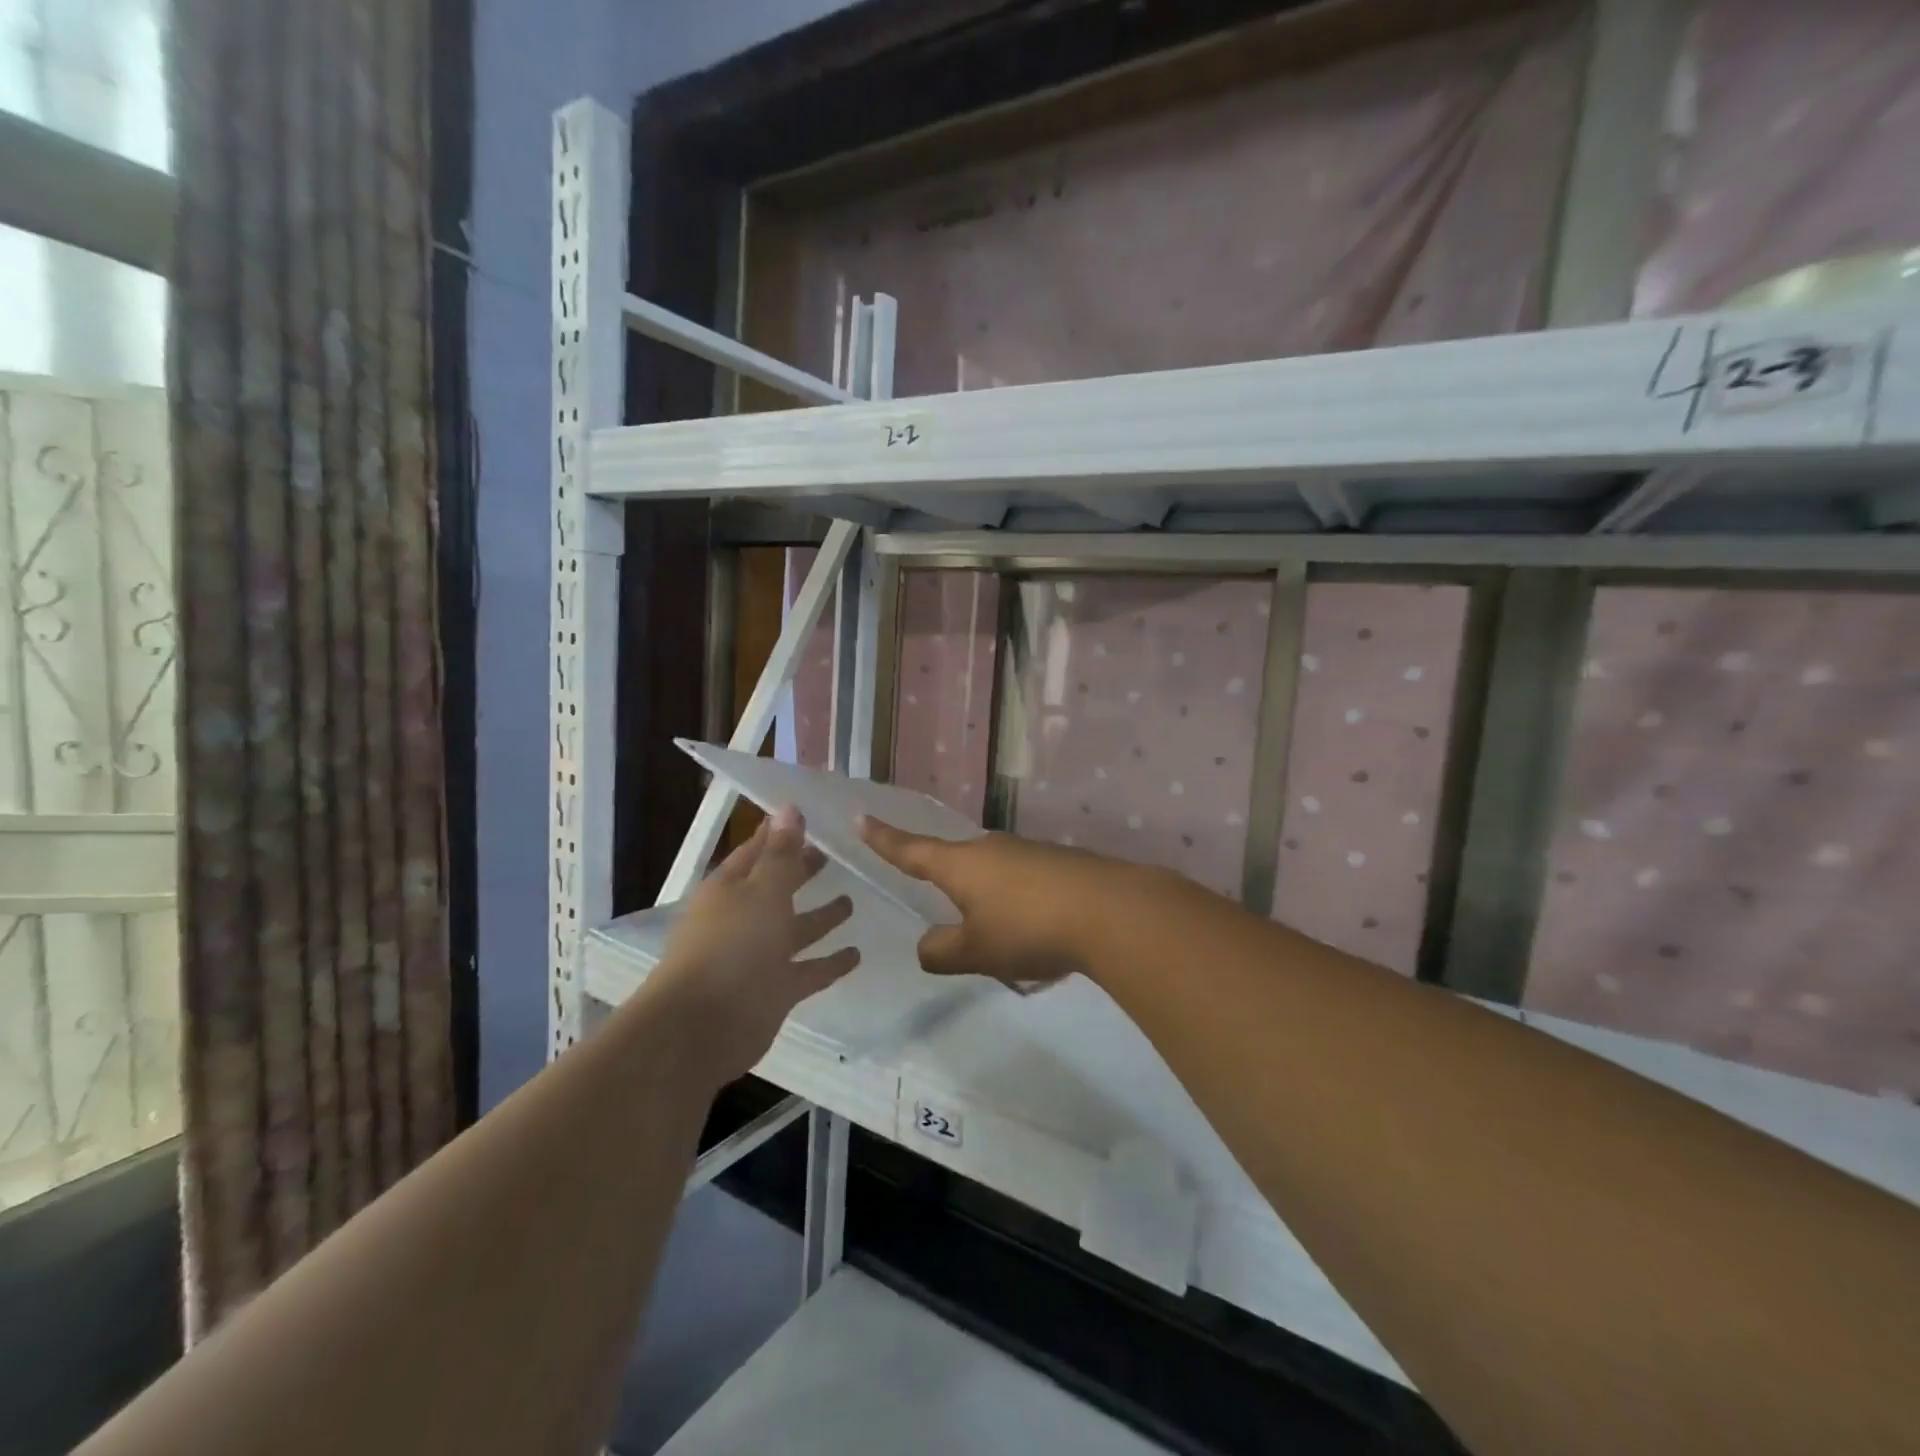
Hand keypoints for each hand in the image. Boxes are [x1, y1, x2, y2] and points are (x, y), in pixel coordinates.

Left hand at [645, 807, 859, 1085]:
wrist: (702, 1026)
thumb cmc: (732, 946)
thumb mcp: (762, 890)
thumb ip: (782, 854)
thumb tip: (789, 808)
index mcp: (730, 888)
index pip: (757, 851)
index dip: (781, 833)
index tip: (810, 816)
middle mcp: (743, 918)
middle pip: (777, 888)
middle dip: (802, 871)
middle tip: (834, 854)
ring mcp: (758, 956)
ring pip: (795, 930)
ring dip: (821, 917)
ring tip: (852, 902)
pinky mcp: (774, 990)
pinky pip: (808, 970)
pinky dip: (829, 963)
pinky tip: (857, 954)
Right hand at [860, 818, 1123, 987]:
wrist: (1110, 910)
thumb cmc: (1029, 929)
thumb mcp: (976, 951)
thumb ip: (942, 951)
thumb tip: (927, 945)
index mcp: (961, 864)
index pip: (911, 849)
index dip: (885, 839)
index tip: (862, 818)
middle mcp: (991, 848)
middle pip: (955, 859)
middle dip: (943, 875)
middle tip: (937, 892)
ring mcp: (1028, 851)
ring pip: (992, 870)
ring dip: (986, 893)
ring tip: (996, 930)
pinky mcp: (1058, 862)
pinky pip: (1023, 879)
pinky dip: (1018, 900)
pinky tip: (1034, 926)